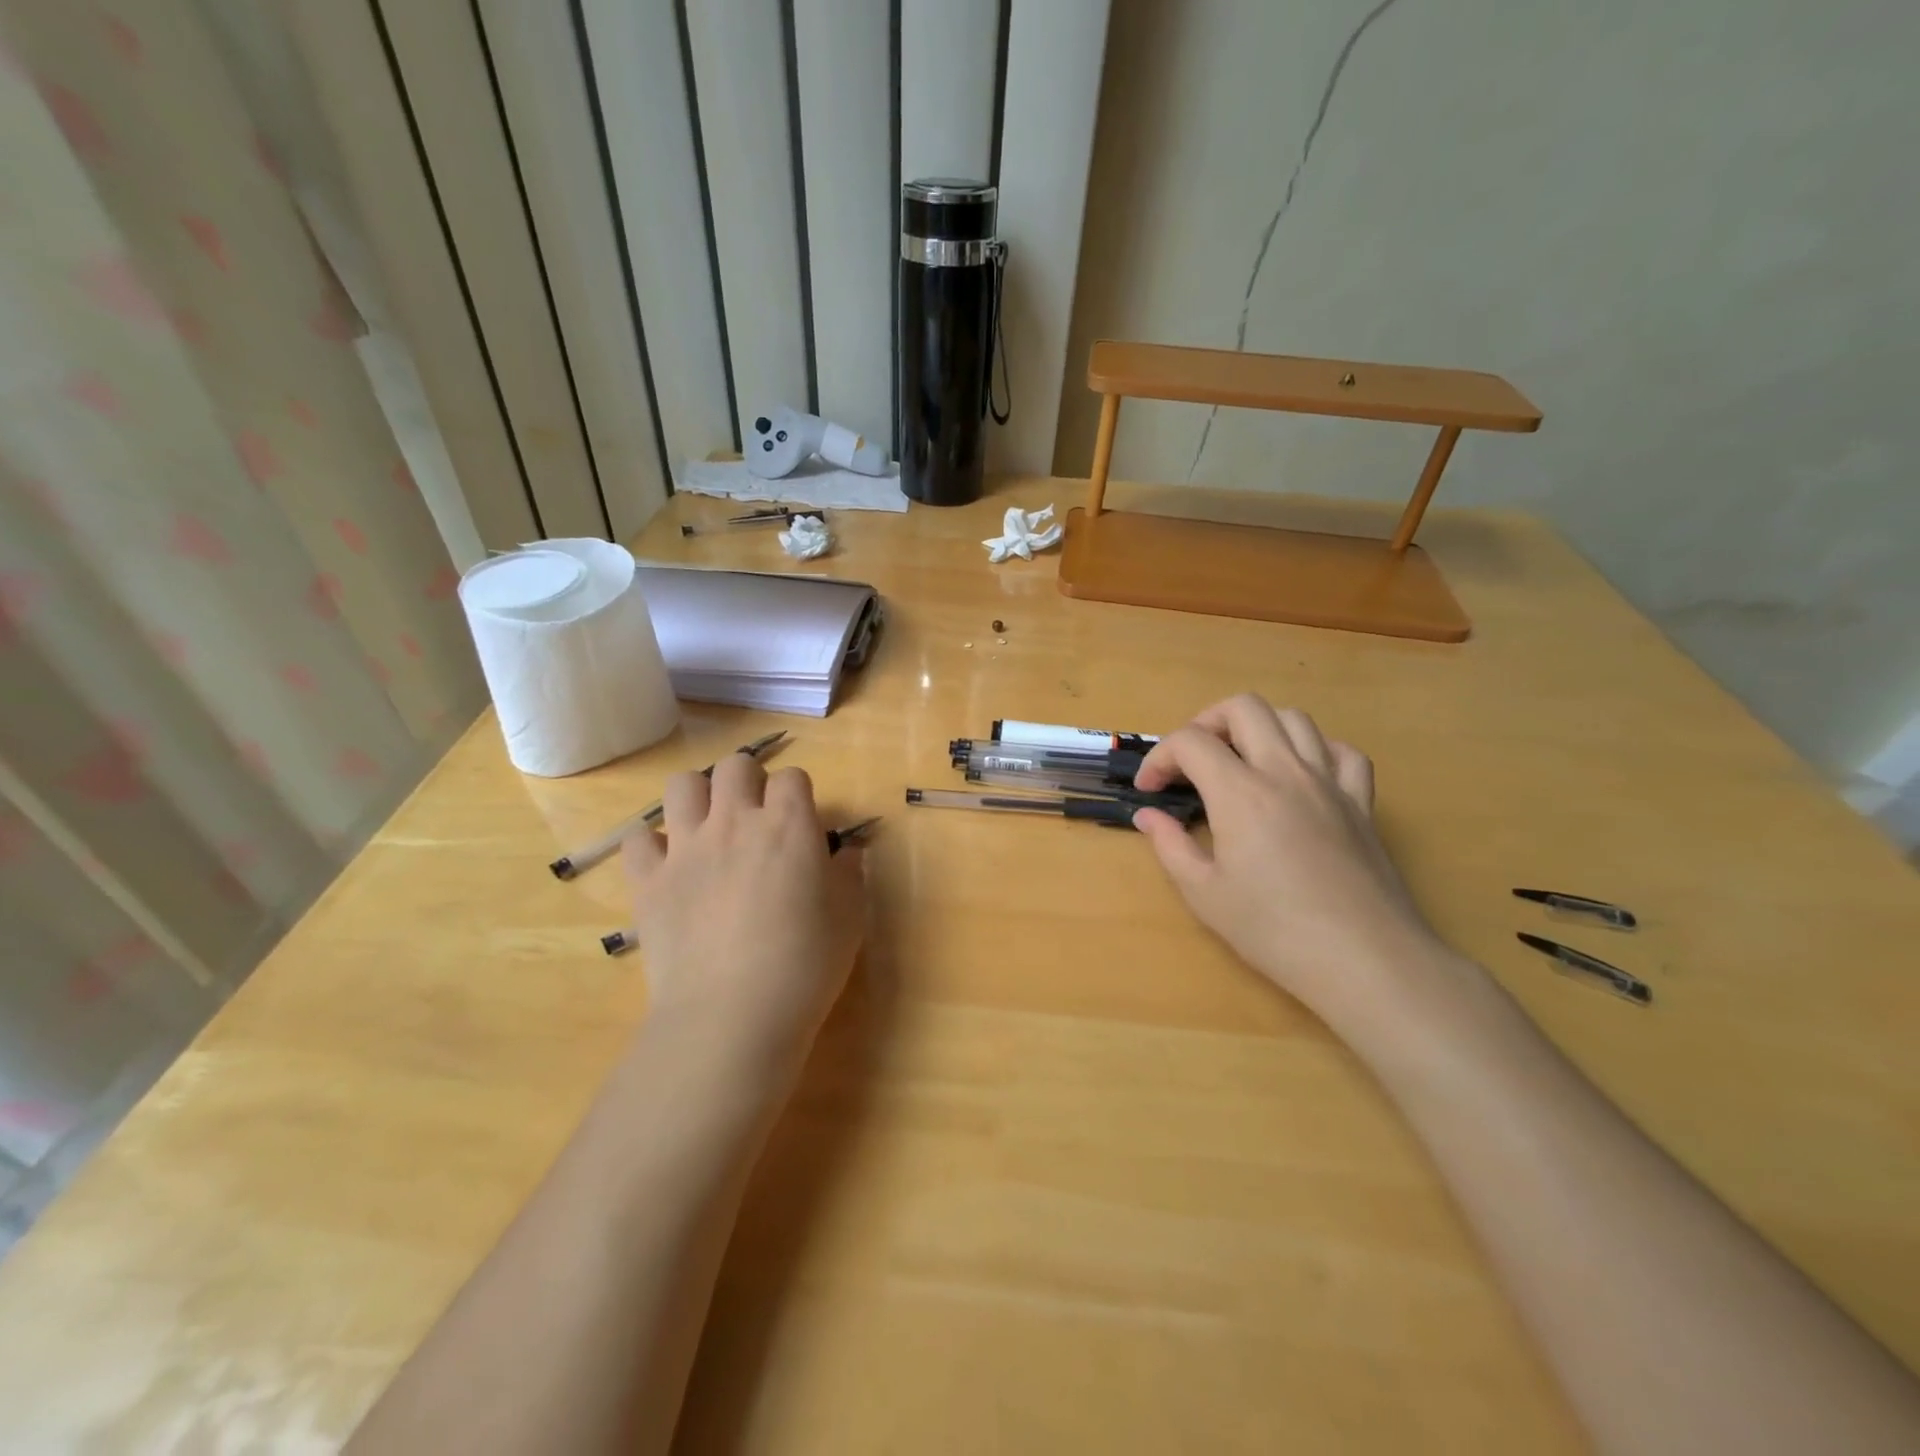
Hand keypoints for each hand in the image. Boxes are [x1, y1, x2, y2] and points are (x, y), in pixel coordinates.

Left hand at [623, 753, 865, 1072]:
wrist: (732, 1015)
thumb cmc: (805, 966)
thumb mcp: (850, 919)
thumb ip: (850, 875)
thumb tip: (846, 852)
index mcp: (788, 826)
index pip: (792, 778)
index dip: (798, 795)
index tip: (802, 823)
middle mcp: (735, 822)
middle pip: (735, 766)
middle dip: (749, 781)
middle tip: (756, 817)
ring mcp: (686, 848)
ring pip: (682, 785)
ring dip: (699, 796)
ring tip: (709, 826)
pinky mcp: (648, 880)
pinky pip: (638, 839)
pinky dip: (652, 845)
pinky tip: (668, 866)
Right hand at [1132, 694, 1444, 1024]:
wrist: (1363, 960)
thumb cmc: (1274, 931)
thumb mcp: (1204, 894)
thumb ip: (1170, 846)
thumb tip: (1149, 817)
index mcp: (1240, 793)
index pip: (1190, 742)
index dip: (1159, 757)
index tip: (1150, 790)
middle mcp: (1285, 772)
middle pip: (1244, 708)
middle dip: (1206, 723)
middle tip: (1192, 761)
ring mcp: (1329, 783)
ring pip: (1294, 719)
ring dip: (1258, 728)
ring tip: (1240, 761)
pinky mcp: (1362, 803)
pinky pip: (1342, 752)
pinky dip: (1315, 751)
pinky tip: (1300, 775)